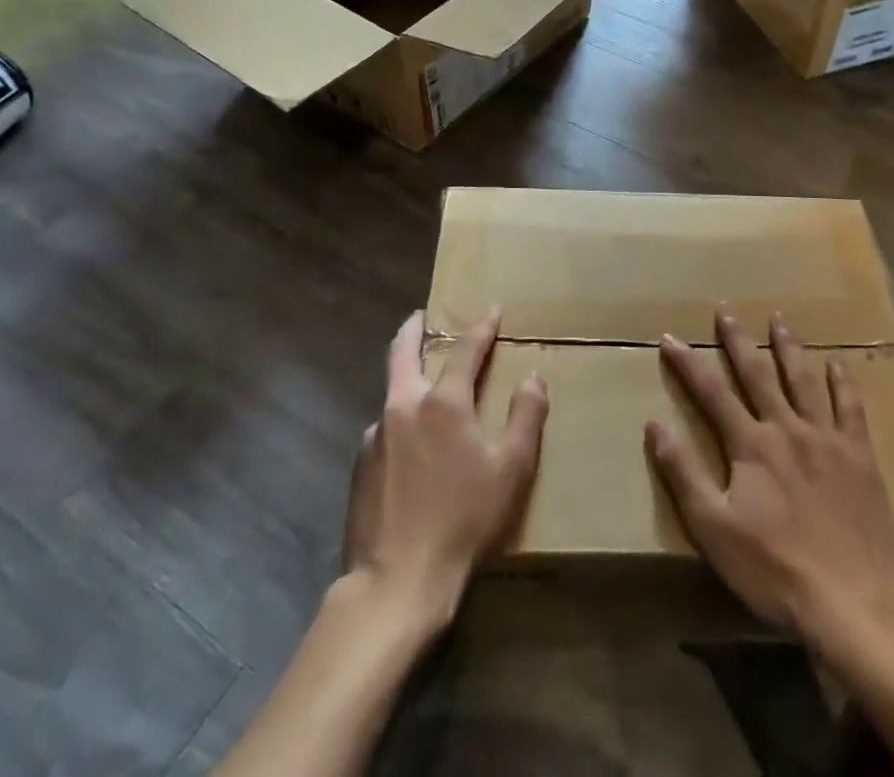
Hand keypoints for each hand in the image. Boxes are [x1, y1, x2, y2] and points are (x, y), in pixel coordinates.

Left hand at [344, 309, 547, 630]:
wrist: (396, 583)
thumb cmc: (464, 521)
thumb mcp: (511, 470)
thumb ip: (526, 417)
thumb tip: (534, 377)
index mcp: (443, 403)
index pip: (466, 349)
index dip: (481, 327)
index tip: (491, 310)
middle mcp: (403, 406)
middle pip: (403, 351)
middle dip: (414, 328)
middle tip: (421, 317)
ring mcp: (375, 435)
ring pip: (391, 392)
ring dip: (406, 379)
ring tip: (421, 388)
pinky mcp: (359, 466)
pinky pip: (383, 429)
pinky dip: (399, 421)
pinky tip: (408, 445)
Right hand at [646, 311, 893, 647]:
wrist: (850, 601)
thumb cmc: (773, 568)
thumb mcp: (713, 528)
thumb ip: (684, 473)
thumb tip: (654, 424)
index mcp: (750, 445)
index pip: (711, 392)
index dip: (688, 363)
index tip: (670, 337)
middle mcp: (787, 428)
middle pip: (758, 374)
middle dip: (738, 340)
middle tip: (726, 311)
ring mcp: (827, 439)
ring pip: (804, 380)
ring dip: (789, 348)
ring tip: (780, 320)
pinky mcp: (859, 457)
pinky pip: (851, 409)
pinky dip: (844, 383)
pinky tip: (839, 364)